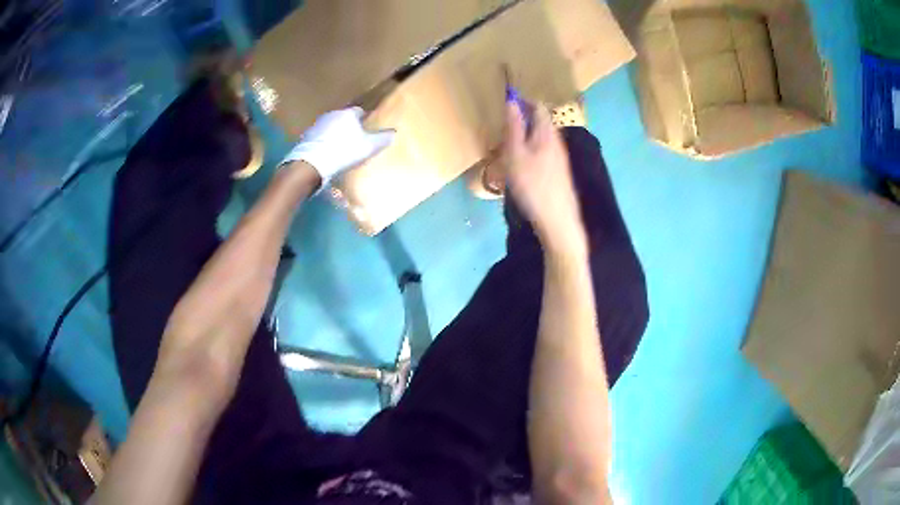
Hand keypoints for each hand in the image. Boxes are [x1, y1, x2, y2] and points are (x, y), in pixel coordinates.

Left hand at [282, 107, 394, 190]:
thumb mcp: (369, 147)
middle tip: (355, 139)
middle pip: (344, 118)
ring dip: (335, 134)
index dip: (365, 120)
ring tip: (340, 148)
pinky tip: (327, 154)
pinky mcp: (307, 137)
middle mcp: (332, 114)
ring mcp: (317, 125)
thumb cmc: (344, 151)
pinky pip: (320, 137)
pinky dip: (324, 143)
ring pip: (331, 127)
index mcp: (348, 114)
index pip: (360, 111)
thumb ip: (382, 139)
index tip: (368, 129)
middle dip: (349, 127)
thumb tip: (394, 132)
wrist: (312, 164)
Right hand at [503, 102, 585, 254]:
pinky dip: (531, 150)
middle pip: (541, 122)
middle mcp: (557, 141)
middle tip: (505, 124)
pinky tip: (521, 164)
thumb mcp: (516, 154)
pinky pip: (543, 151)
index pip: (538, 106)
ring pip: (542, 138)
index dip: (524, 101)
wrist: (557, 220)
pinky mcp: (559, 172)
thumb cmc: (533, 185)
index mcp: (547, 133)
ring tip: (509, 145)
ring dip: (527, 135)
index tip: (507, 102)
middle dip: (524, 118)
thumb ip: (514, 128)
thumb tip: (512, 102)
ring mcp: (560, 158)